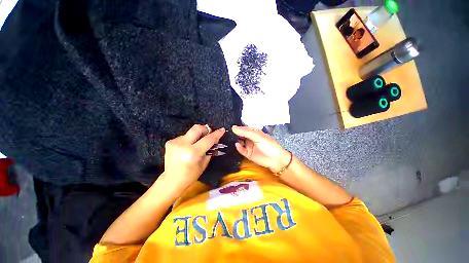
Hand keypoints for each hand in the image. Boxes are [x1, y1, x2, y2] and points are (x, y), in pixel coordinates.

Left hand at [163, 125, 224, 186]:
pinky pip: (184, 136)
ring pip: (191, 132)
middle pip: (197, 128)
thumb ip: (210, 149)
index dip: (216, 134)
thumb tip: (215, 138)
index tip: (222, 130)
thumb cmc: (191, 175)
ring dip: (197, 136)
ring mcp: (175, 142)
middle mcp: (183, 145)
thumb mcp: (204, 163)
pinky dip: (189, 140)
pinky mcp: (170, 142)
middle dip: (205, 129)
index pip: (208, 139)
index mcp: (193, 153)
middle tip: (208, 135)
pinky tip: (187, 148)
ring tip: (196, 145)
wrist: (172, 180)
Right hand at [232, 125, 290, 172]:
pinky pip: (241, 150)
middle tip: (227, 133)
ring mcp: (248, 146)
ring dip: (235, 140)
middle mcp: (250, 138)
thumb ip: (246, 132)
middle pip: (240, 135)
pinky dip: (238, 147)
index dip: (238, 127)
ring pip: (239, 142)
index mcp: (254, 132)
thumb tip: (233, 127)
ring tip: (228, 138)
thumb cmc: (269, 145)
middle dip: (234, 134)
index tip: (230, 126)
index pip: (244, 128)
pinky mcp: (247, 153)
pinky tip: (237, 145)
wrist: (275, 160)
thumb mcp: (258, 136)